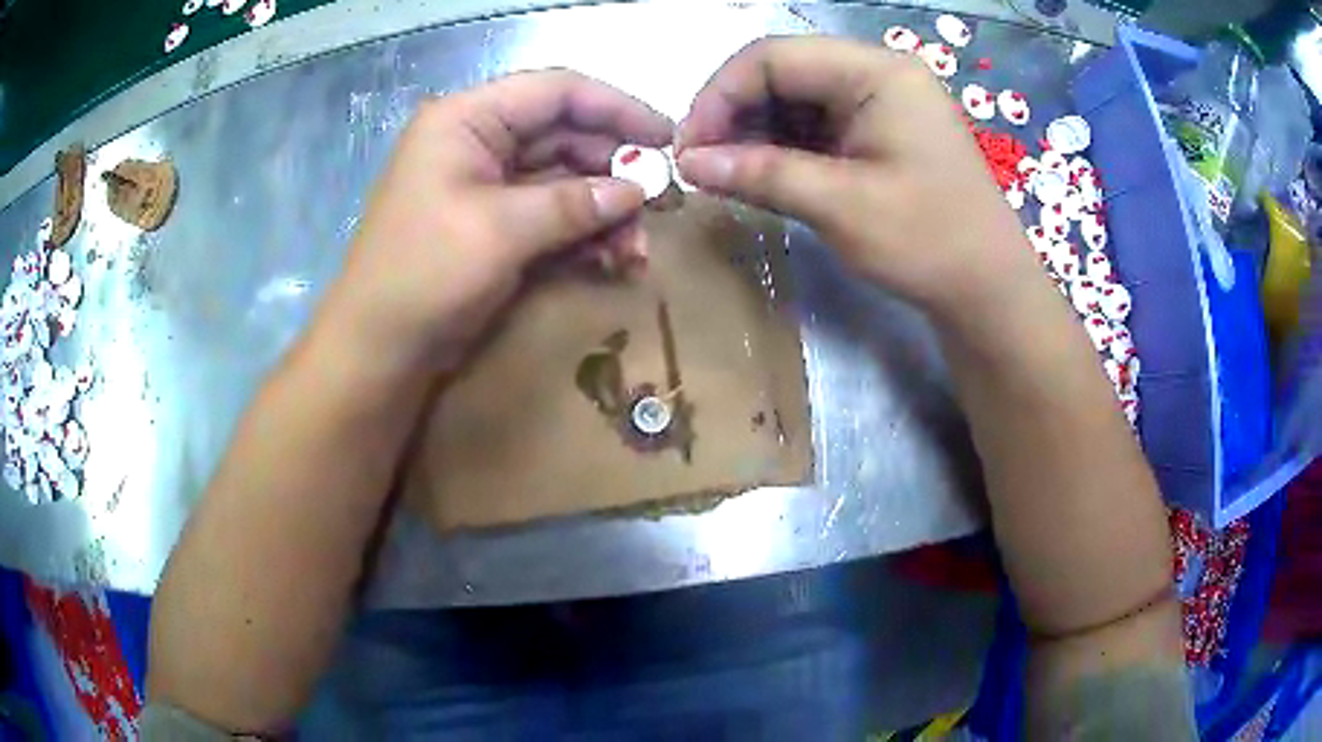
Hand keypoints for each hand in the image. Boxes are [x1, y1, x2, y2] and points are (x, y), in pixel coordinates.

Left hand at [319, 70, 672, 374]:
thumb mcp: (500, 231)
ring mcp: (488, 186)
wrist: (378, 349)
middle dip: (614, 170)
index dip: (616, 108)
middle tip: (662, 203)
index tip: (665, 137)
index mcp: (468, 120)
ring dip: (605, 212)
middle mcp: (479, 142)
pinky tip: (612, 260)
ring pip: (564, 180)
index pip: (556, 92)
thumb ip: (573, 203)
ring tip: (636, 251)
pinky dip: (584, 235)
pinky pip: (552, 215)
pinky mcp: (495, 225)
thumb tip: (637, 190)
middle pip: (565, 136)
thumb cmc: (424, 275)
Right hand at [674, 37, 1043, 329]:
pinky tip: (760, 175)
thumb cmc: (928, 242)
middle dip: (734, 114)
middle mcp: (876, 74)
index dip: (719, 97)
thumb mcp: (840, 206)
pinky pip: (815, 125)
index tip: (687, 149)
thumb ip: (761, 174)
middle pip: (781, 72)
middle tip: (700, 165)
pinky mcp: (878, 132)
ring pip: (794, 99)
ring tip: (725, 174)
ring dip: (754, 133)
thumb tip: (688, 164)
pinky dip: (782, 148)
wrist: (988, 291)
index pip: (772, 57)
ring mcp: (879, 102)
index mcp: (876, 72)